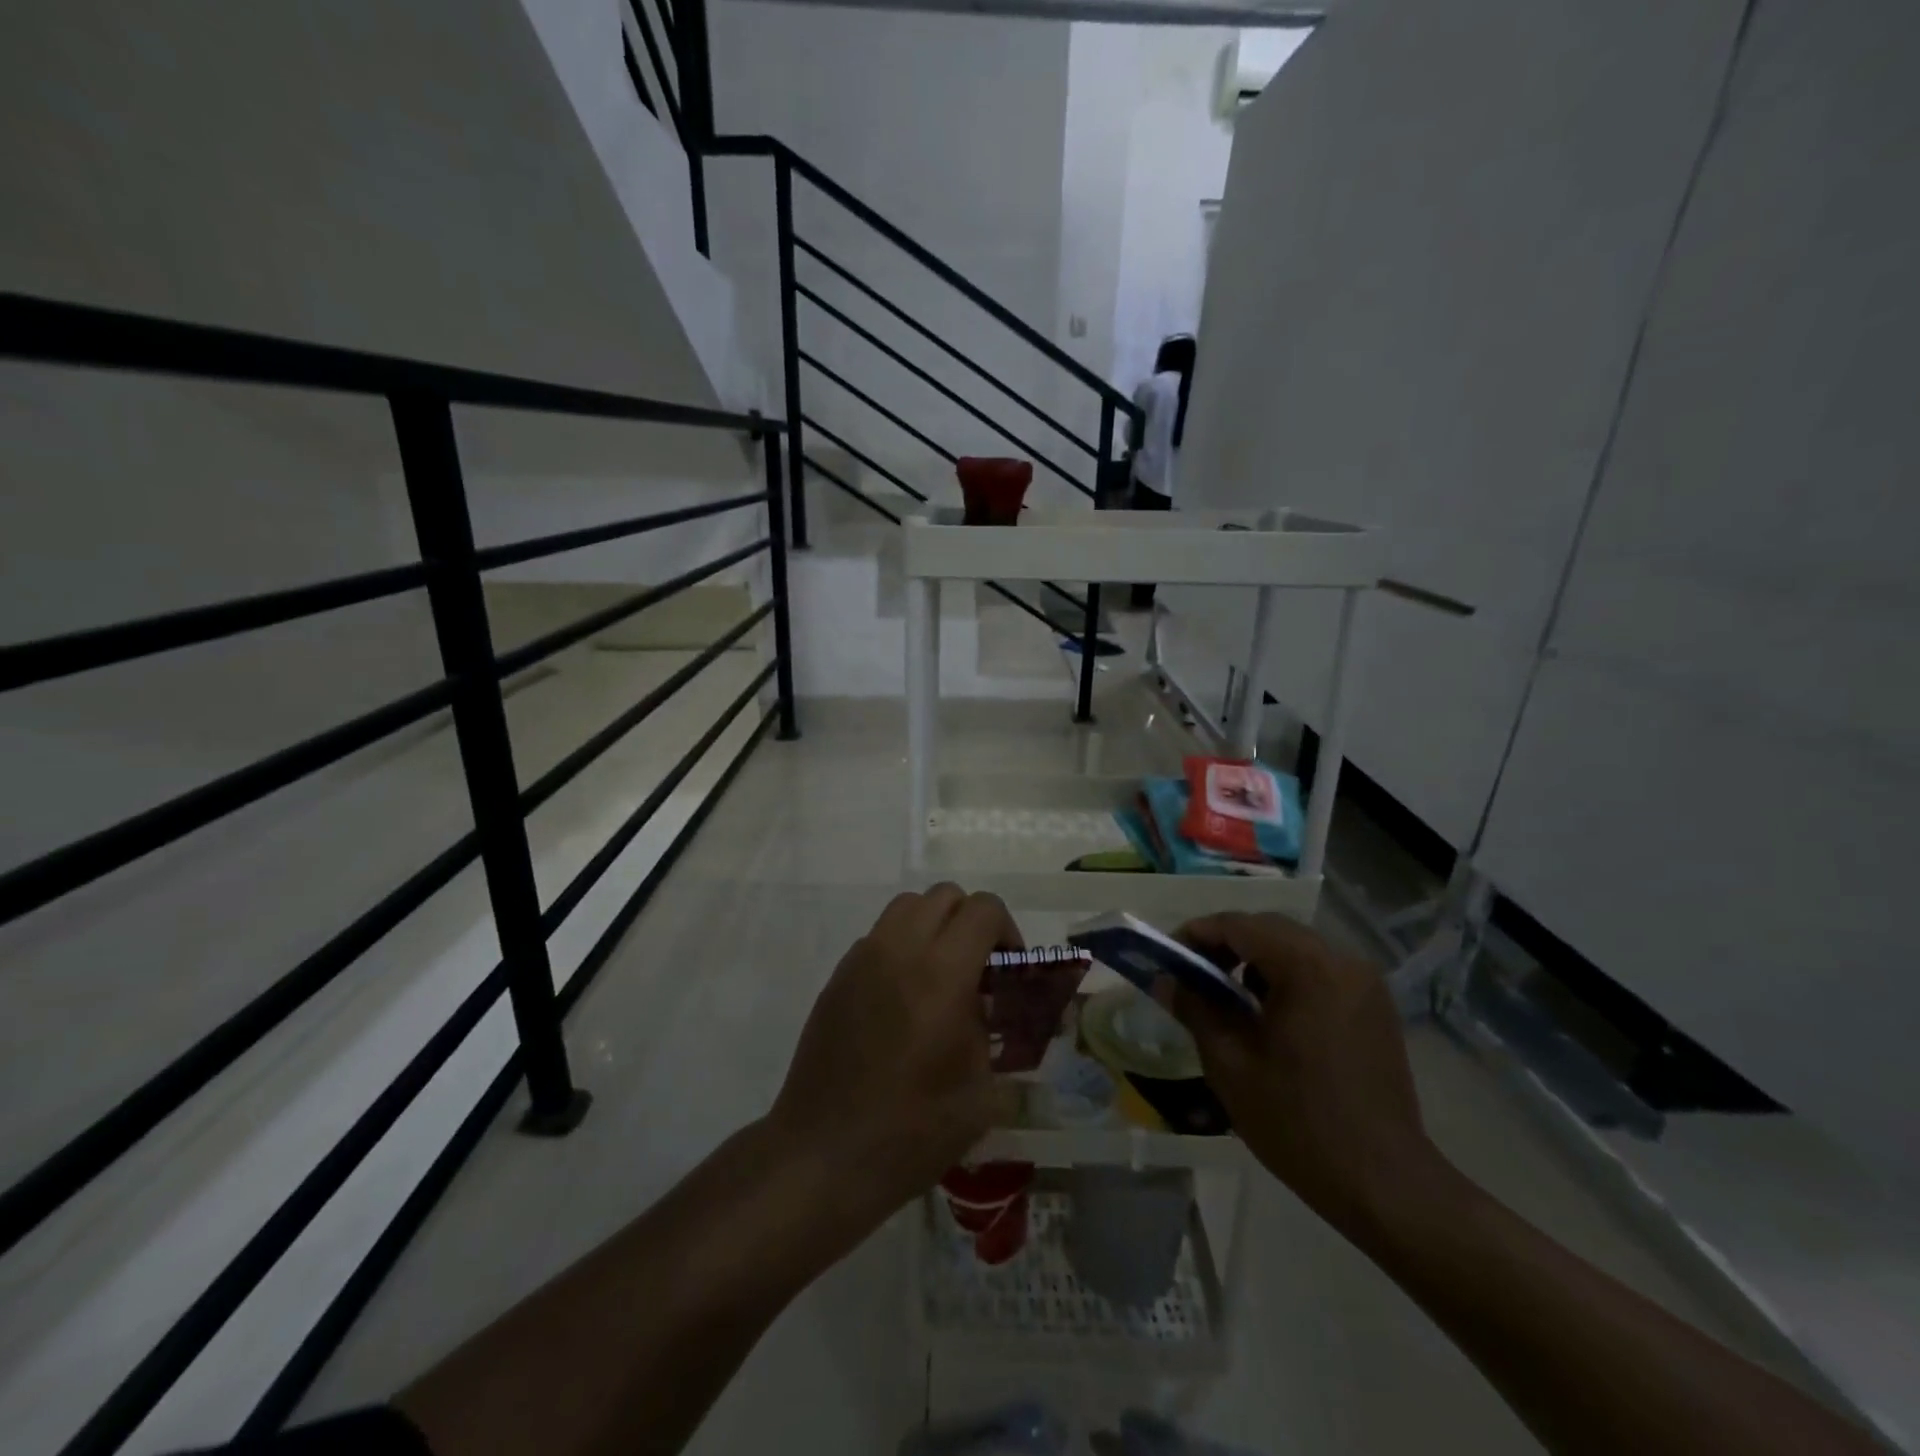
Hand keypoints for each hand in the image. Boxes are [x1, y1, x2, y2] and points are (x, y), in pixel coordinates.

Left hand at [767, 884, 1019, 1230]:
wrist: (823, 1155)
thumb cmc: (911, 1131)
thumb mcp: (980, 1091)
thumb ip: (994, 1031)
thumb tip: (993, 1007)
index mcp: (942, 975)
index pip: (983, 910)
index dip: (1007, 931)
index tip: (1009, 971)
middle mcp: (900, 951)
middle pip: (945, 896)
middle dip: (971, 922)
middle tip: (979, 970)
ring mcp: (862, 959)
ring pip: (907, 906)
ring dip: (934, 926)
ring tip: (941, 976)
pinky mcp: (838, 976)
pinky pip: (879, 935)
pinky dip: (902, 946)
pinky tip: (904, 999)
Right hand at [1162, 912, 1445, 1235]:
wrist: (1384, 1183)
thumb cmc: (1297, 1121)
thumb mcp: (1230, 1063)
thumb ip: (1195, 1008)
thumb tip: (1165, 979)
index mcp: (1306, 967)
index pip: (1238, 925)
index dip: (1197, 934)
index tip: (1168, 958)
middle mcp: (1341, 961)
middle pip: (1269, 929)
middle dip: (1225, 945)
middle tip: (1193, 977)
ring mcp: (1364, 983)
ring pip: (1295, 948)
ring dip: (1256, 960)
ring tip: (1228, 998)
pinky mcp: (1376, 1006)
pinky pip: (1320, 970)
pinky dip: (1287, 977)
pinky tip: (1269, 1015)